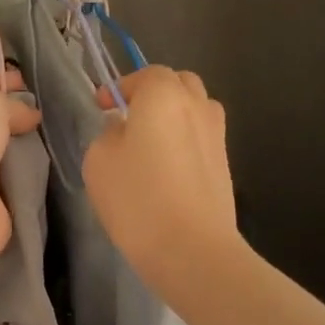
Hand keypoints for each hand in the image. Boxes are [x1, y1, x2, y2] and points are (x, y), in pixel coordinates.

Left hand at [0, 70, 43, 257]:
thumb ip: (11, 103)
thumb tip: (28, 115)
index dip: (0, 80)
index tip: (28, 83)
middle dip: (11, 114)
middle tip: (41, 114)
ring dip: (15, 145)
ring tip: (45, 140)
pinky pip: (3, 175)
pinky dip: (18, 172)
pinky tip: (38, 167)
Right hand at [83, 66, 240, 294]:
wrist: (193, 250)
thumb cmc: (138, 197)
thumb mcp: (99, 159)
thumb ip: (109, 133)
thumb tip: (125, 131)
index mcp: (164, 95)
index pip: (146, 74)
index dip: (121, 86)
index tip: (101, 107)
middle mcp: (197, 106)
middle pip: (178, 84)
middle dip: (154, 93)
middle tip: (129, 117)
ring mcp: (217, 135)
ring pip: (196, 109)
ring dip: (174, 115)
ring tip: (151, 141)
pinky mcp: (225, 165)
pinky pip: (202, 138)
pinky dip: (185, 141)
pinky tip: (167, 169)